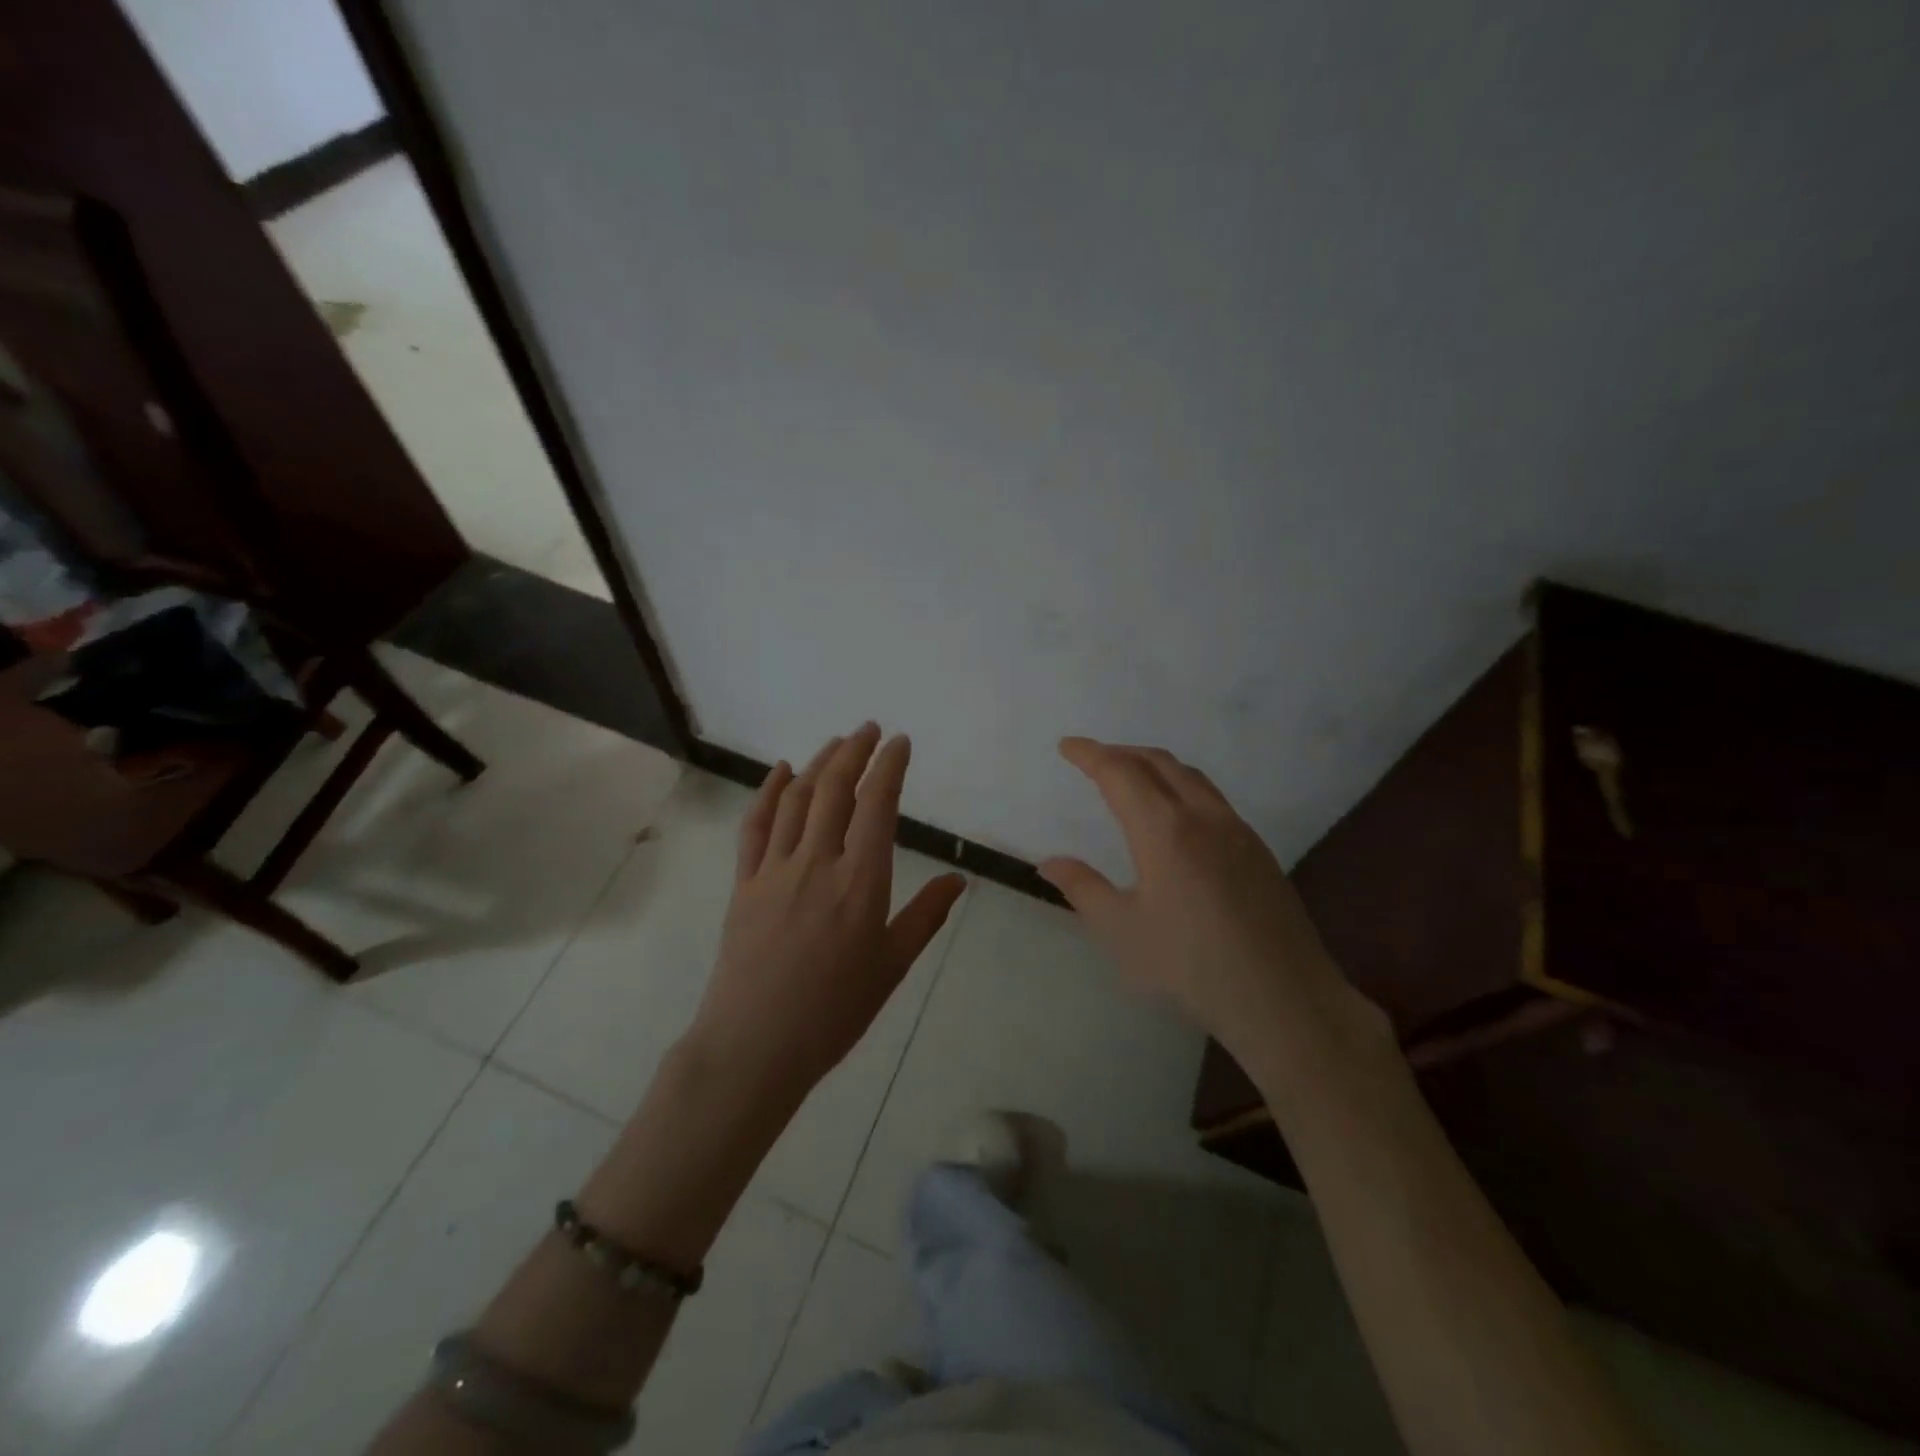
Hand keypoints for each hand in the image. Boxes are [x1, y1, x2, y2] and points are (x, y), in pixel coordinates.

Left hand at [689, 723, 965, 1101]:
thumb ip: (926, 917)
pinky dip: (769, 792)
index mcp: (861, 881)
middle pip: (836, 790)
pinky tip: (780, 772)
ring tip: (836, 743)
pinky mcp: (744, 883)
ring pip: (798, 799)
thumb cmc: (834, 1012)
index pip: (878, 806)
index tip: (899, 742)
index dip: (889, 766)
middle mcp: (818, 862)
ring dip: (818, 764)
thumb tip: (959, 880)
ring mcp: (775, 870)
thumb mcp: (892, 966)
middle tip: (869, 729)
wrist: (755, 1046)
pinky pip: (756, 826)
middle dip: (855, 751)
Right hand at [1040, 737, 1381, 1064]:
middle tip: (1093, 759)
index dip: (1090, 754)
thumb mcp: (1122, 931)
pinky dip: (1181, 786)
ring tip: (1131, 777)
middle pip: (1158, 763)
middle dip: (1121, 753)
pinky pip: (1212, 797)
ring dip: (1154, 765)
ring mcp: (1237, 830)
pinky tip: (1175, 816)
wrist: (1284, 998)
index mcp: (1165, 830)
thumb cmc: (1191, 966)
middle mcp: (1203, 816)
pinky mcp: (1257, 849)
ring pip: (1190, 776)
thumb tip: (1050, 862)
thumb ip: (1083, 889)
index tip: (1067, 746)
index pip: (1120, 773)